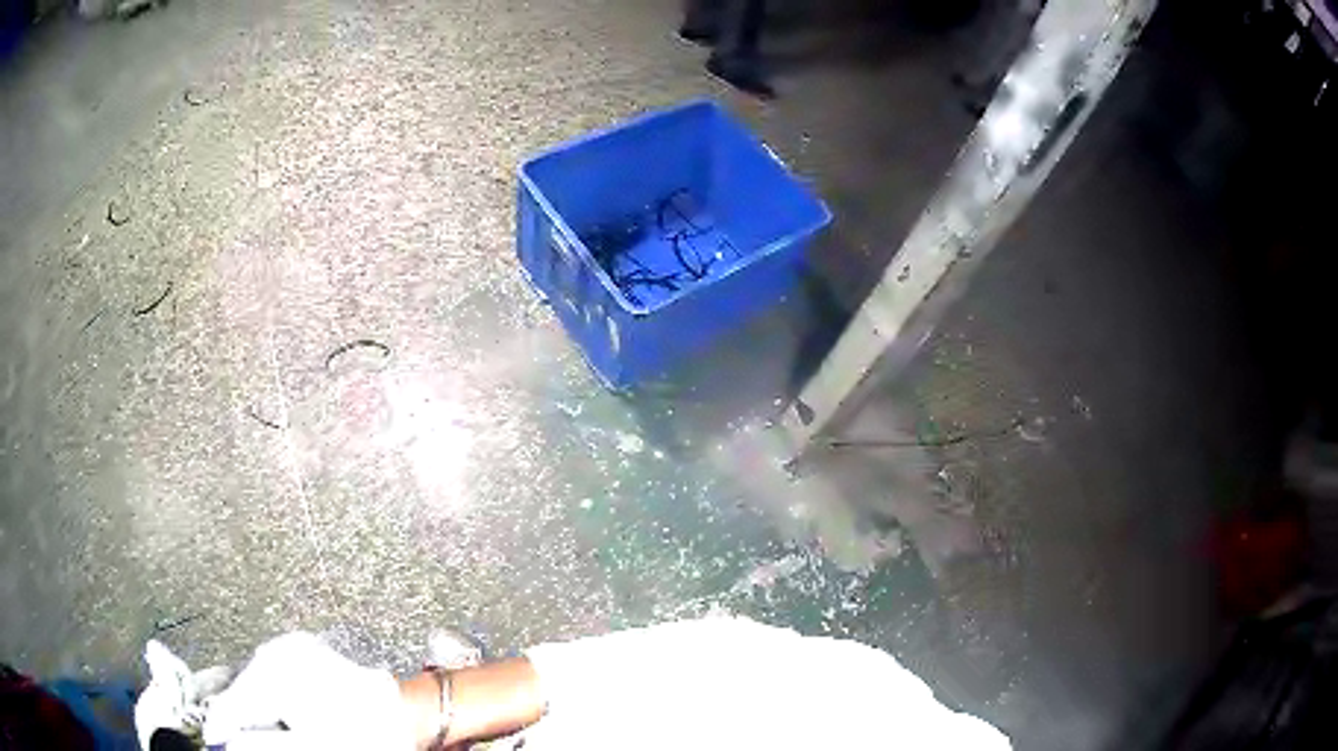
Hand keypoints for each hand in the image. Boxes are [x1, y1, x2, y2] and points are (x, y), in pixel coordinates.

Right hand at [203, 632, 419, 750]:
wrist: (404, 714)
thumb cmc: (363, 735)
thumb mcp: (306, 748)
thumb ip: (262, 745)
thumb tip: (227, 745)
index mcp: (272, 675)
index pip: (229, 704)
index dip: (219, 728)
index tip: (214, 743)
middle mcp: (275, 652)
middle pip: (238, 688)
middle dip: (235, 715)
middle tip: (234, 737)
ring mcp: (289, 646)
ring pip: (252, 679)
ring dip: (250, 704)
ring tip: (259, 727)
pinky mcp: (303, 649)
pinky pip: (271, 671)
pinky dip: (268, 693)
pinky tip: (279, 713)